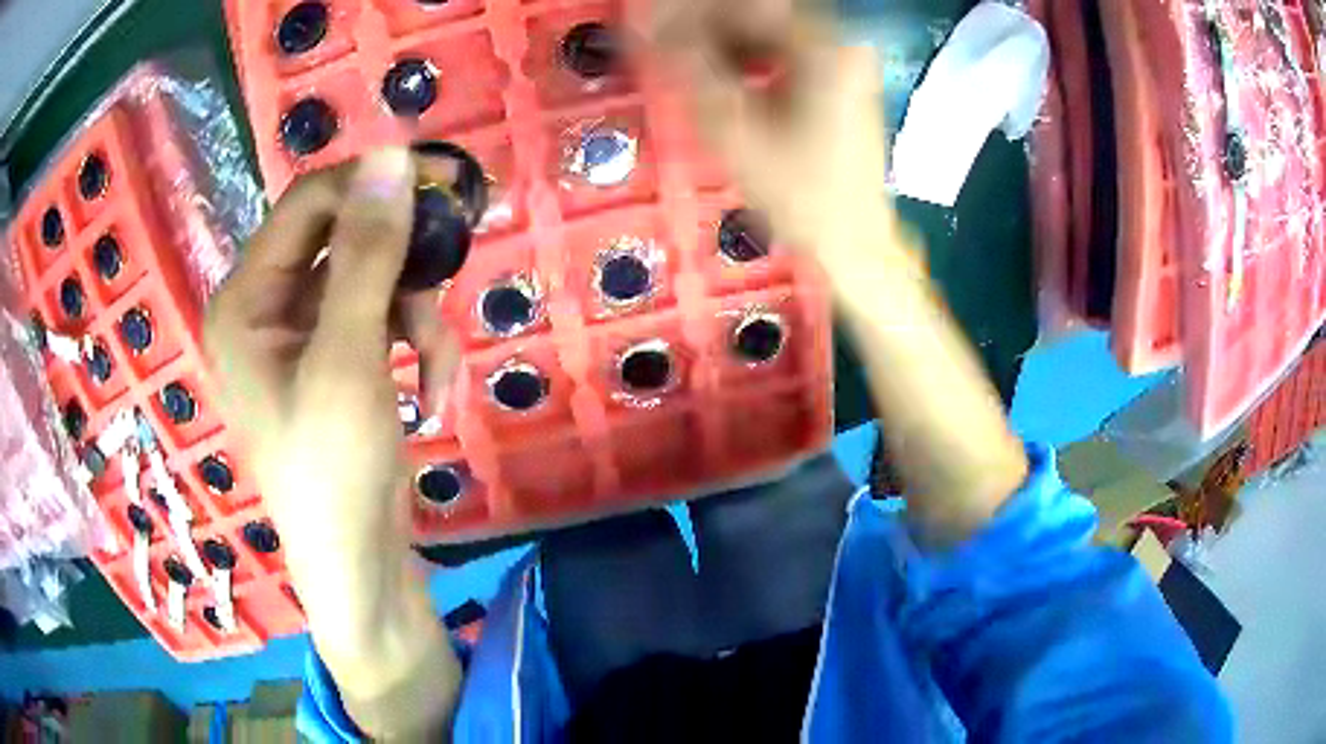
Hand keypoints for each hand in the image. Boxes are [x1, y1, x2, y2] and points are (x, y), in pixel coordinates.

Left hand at [205, 148, 461, 734]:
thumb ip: (368, 254)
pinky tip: (432, 397)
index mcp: (245, 299)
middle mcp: (266, 307)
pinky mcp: (336, 362)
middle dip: (402, 264)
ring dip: (416, 319)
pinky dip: (414, 350)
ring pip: (373, 281)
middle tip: (452, 268)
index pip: (309, 205)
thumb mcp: (348, 358)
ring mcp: (301, 336)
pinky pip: (381, 322)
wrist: (359, 566)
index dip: (372, 184)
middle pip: (343, 239)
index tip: (444, 181)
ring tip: (436, 374)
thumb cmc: (334, 470)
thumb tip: (393, 155)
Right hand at [647, 3, 1026, 542]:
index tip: (648, 23)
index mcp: (824, 46)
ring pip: (770, 31)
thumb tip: (644, 23)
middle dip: (704, 26)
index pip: (745, 5)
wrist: (857, 246)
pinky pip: (785, 50)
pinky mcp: (841, 79)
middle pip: (758, 13)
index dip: (689, 13)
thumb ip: (689, 67)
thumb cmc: (801, 198)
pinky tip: (723, 80)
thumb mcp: (734, 131)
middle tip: (662, 48)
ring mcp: (844, 60)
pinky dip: (748, 58)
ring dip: (723, 42)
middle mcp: (840, 42)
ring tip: (685, 65)